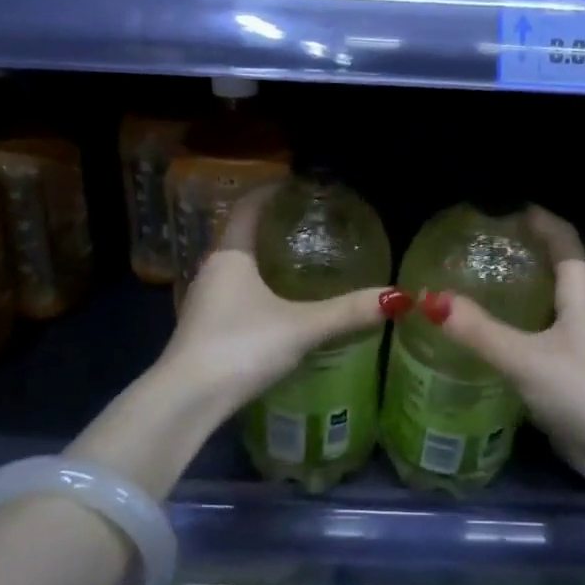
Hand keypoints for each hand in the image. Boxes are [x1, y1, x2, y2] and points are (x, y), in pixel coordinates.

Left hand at [164, 183, 406, 416]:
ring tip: (299, 260)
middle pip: (241, 234)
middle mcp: (212, 271)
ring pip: (237, 266)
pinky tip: (278, 305)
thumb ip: (347, 312)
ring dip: (263, 258)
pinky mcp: (205, 328)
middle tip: (308, 222)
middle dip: (271, 224)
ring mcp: (204, 301)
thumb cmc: (241, 346)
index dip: (270, 190)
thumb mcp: (301, 327)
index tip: (295, 183)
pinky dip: (257, 286)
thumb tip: (397, 297)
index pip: (247, 207)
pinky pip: (234, 293)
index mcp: (231, 256)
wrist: (186, 401)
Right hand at [419, 208, 584, 473]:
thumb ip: (479, 331)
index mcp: (581, 291)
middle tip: (481, 250)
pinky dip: (521, 327)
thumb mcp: (526, 358)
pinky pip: (546, 335)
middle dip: (524, 253)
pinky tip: (496, 338)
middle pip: (557, 268)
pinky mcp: (579, 371)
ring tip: (480, 288)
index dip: (538, 219)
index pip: (562, 238)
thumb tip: (430, 298)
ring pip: (550, 304)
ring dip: (521, 292)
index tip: (505, 210)